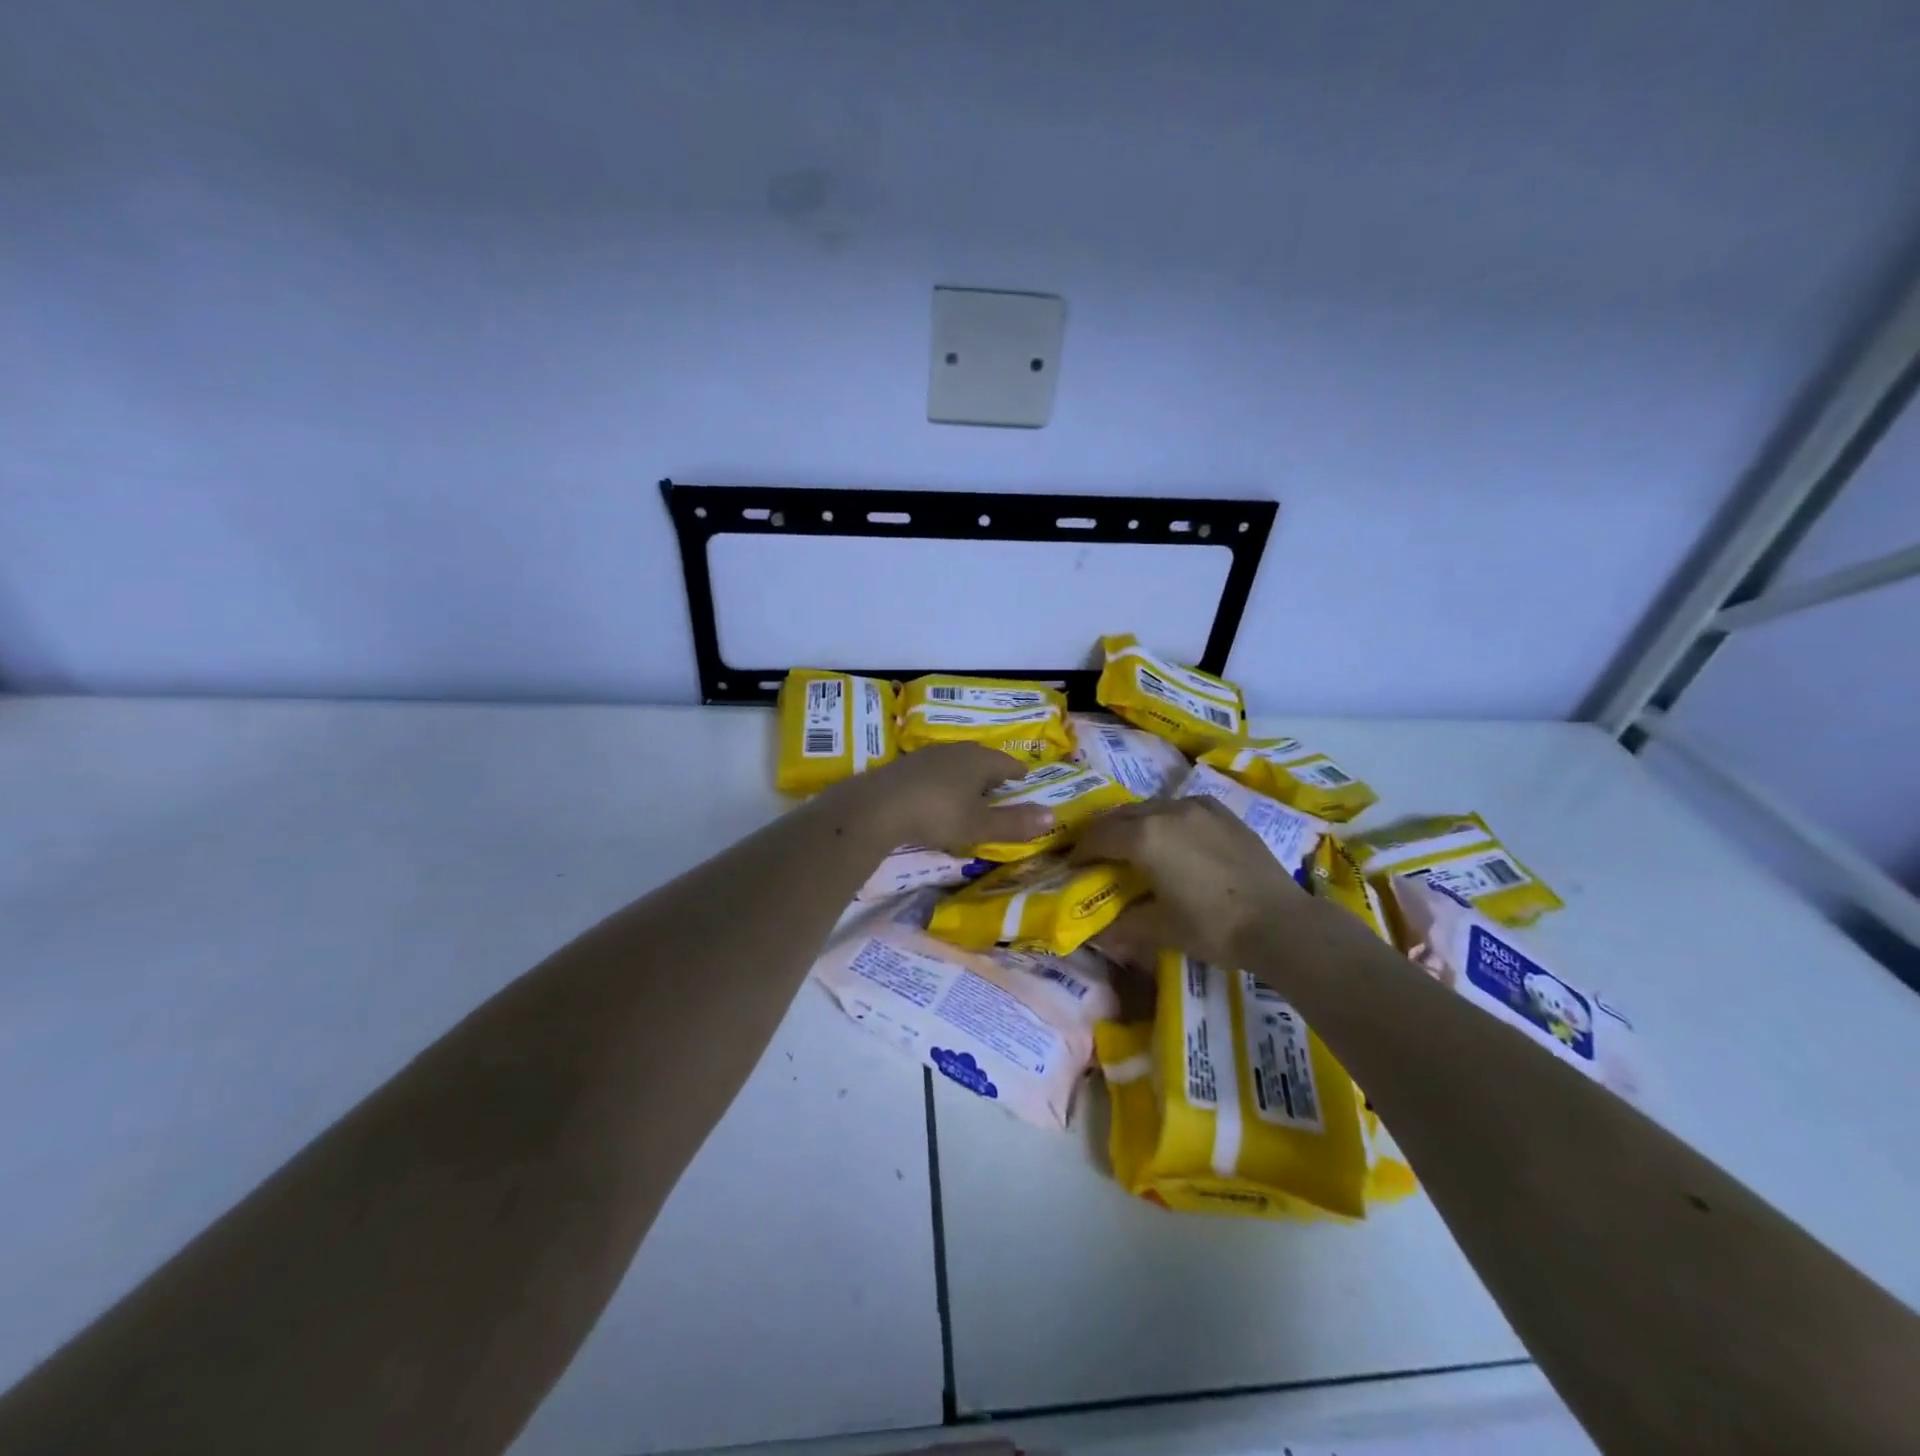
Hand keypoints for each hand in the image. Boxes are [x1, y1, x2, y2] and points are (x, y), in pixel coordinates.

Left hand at [823, 743, 1052, 853]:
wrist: (878, 806)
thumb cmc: (938, 814)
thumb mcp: (979, 825)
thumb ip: (1014, 822)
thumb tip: (1051, 815)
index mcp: (980, 760)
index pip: (1008, 763)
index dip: (1018, 773)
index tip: (1025, 779)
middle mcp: (956, 750)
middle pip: (982, 758)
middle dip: (992, 772)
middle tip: (1001, 785)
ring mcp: (928, 755)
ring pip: (956, 762)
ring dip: (966, 775)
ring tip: (971, 790)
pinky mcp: (905, 766)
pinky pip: (934, 770)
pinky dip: (943, 781)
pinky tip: (938, 794)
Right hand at [1073, 795, 1311, 967]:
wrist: (1280, 923)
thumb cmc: (1213, 927)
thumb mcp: (1161, 929)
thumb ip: (1124, 925)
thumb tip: (1100, 932)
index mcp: (1144, 837)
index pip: (1099, 836)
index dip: (1081, 852)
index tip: (1074, 867)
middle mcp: (1166, 812)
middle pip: (1121, 815)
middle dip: (1104, 833)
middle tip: (1097, 855)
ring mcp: (1197, 808)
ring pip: (1151, 807)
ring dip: (1134, 824)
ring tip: (1133, 847)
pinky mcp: (1222, 812)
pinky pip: (1180, 808)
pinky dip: (1165, 820)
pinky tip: (1173, 839)